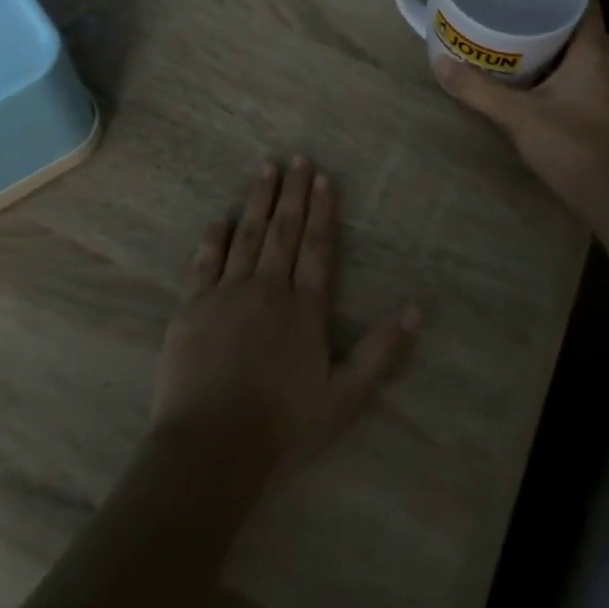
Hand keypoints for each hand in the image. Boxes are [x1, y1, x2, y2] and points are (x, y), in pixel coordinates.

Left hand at [151, 158, 419, 477]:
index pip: (317, 246)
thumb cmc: (284, 426)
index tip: (323, 177)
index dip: (322, 210)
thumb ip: (381, 351)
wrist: (211, 450)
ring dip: (257, 201)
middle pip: (283, 230)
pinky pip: (204, 261)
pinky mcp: (191, 309)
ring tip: (265, 169)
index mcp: (304, 308)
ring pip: (246, 236)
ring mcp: (226, 295)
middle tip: (297, 157)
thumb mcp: (346, 397)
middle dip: (292, 192)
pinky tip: (220, 217)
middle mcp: (267, 289)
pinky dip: (214, 236)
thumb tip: (416, 308)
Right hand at [431, 1, 608, 222]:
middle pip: (576, 25)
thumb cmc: (571, 147)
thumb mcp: (517, 116)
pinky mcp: (598, 107)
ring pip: (574, 52)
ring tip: (507, 36)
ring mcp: (604, 87)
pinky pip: (574, 73)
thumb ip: (477, 90)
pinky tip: (523, 75)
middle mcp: (604, 63)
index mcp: (592, 52)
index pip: (584, 2)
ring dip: (545, 44)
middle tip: (505, 10)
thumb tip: (438, 62)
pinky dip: (551, 68)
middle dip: (543, 16)